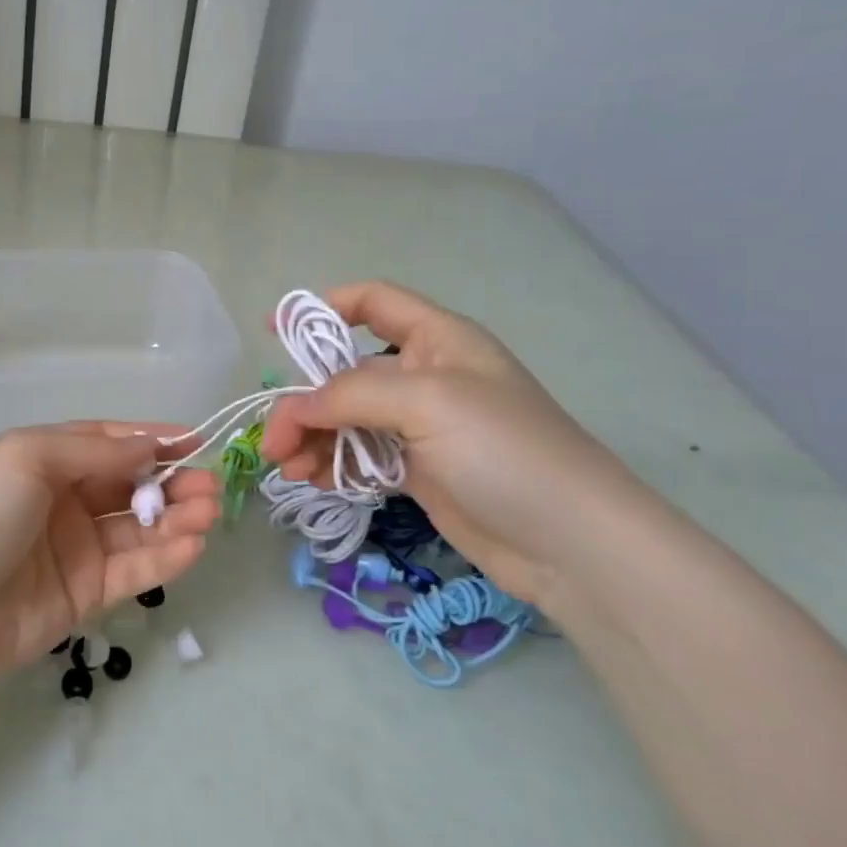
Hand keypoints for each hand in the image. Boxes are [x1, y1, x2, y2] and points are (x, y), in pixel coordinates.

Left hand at [0, 424, 217, 709]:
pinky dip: (164, 557)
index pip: (107, 442)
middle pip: (127, 485)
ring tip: (211, 512)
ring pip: (136, 527)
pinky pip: (131, 570)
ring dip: (175, 518)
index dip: (150, 440)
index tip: (195, 441)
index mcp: (43, 459)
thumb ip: (91, 450)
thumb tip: (146, 445)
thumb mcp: (26, 459)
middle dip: (171, 482)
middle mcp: (60, 500)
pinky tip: (193, 545)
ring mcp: (73, 549)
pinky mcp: (82, 594)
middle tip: (211, 486)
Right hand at [260, 281, 645, 604]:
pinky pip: (359, 456)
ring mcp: (420, 426)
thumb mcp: (426, 401)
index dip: (323, 307)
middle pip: (345, 372)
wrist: (571, 544)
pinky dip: (331, 465)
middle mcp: (425, 376)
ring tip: (291, 469)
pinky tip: (314, 482)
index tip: (275, 330)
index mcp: (437, 340)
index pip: (373, 303)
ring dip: (312, 439)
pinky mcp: (417, 470)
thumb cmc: (503, 450)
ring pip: (346, 419)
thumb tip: (297, 408)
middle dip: (305, 401)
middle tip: (275, 440)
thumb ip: (351, 393)